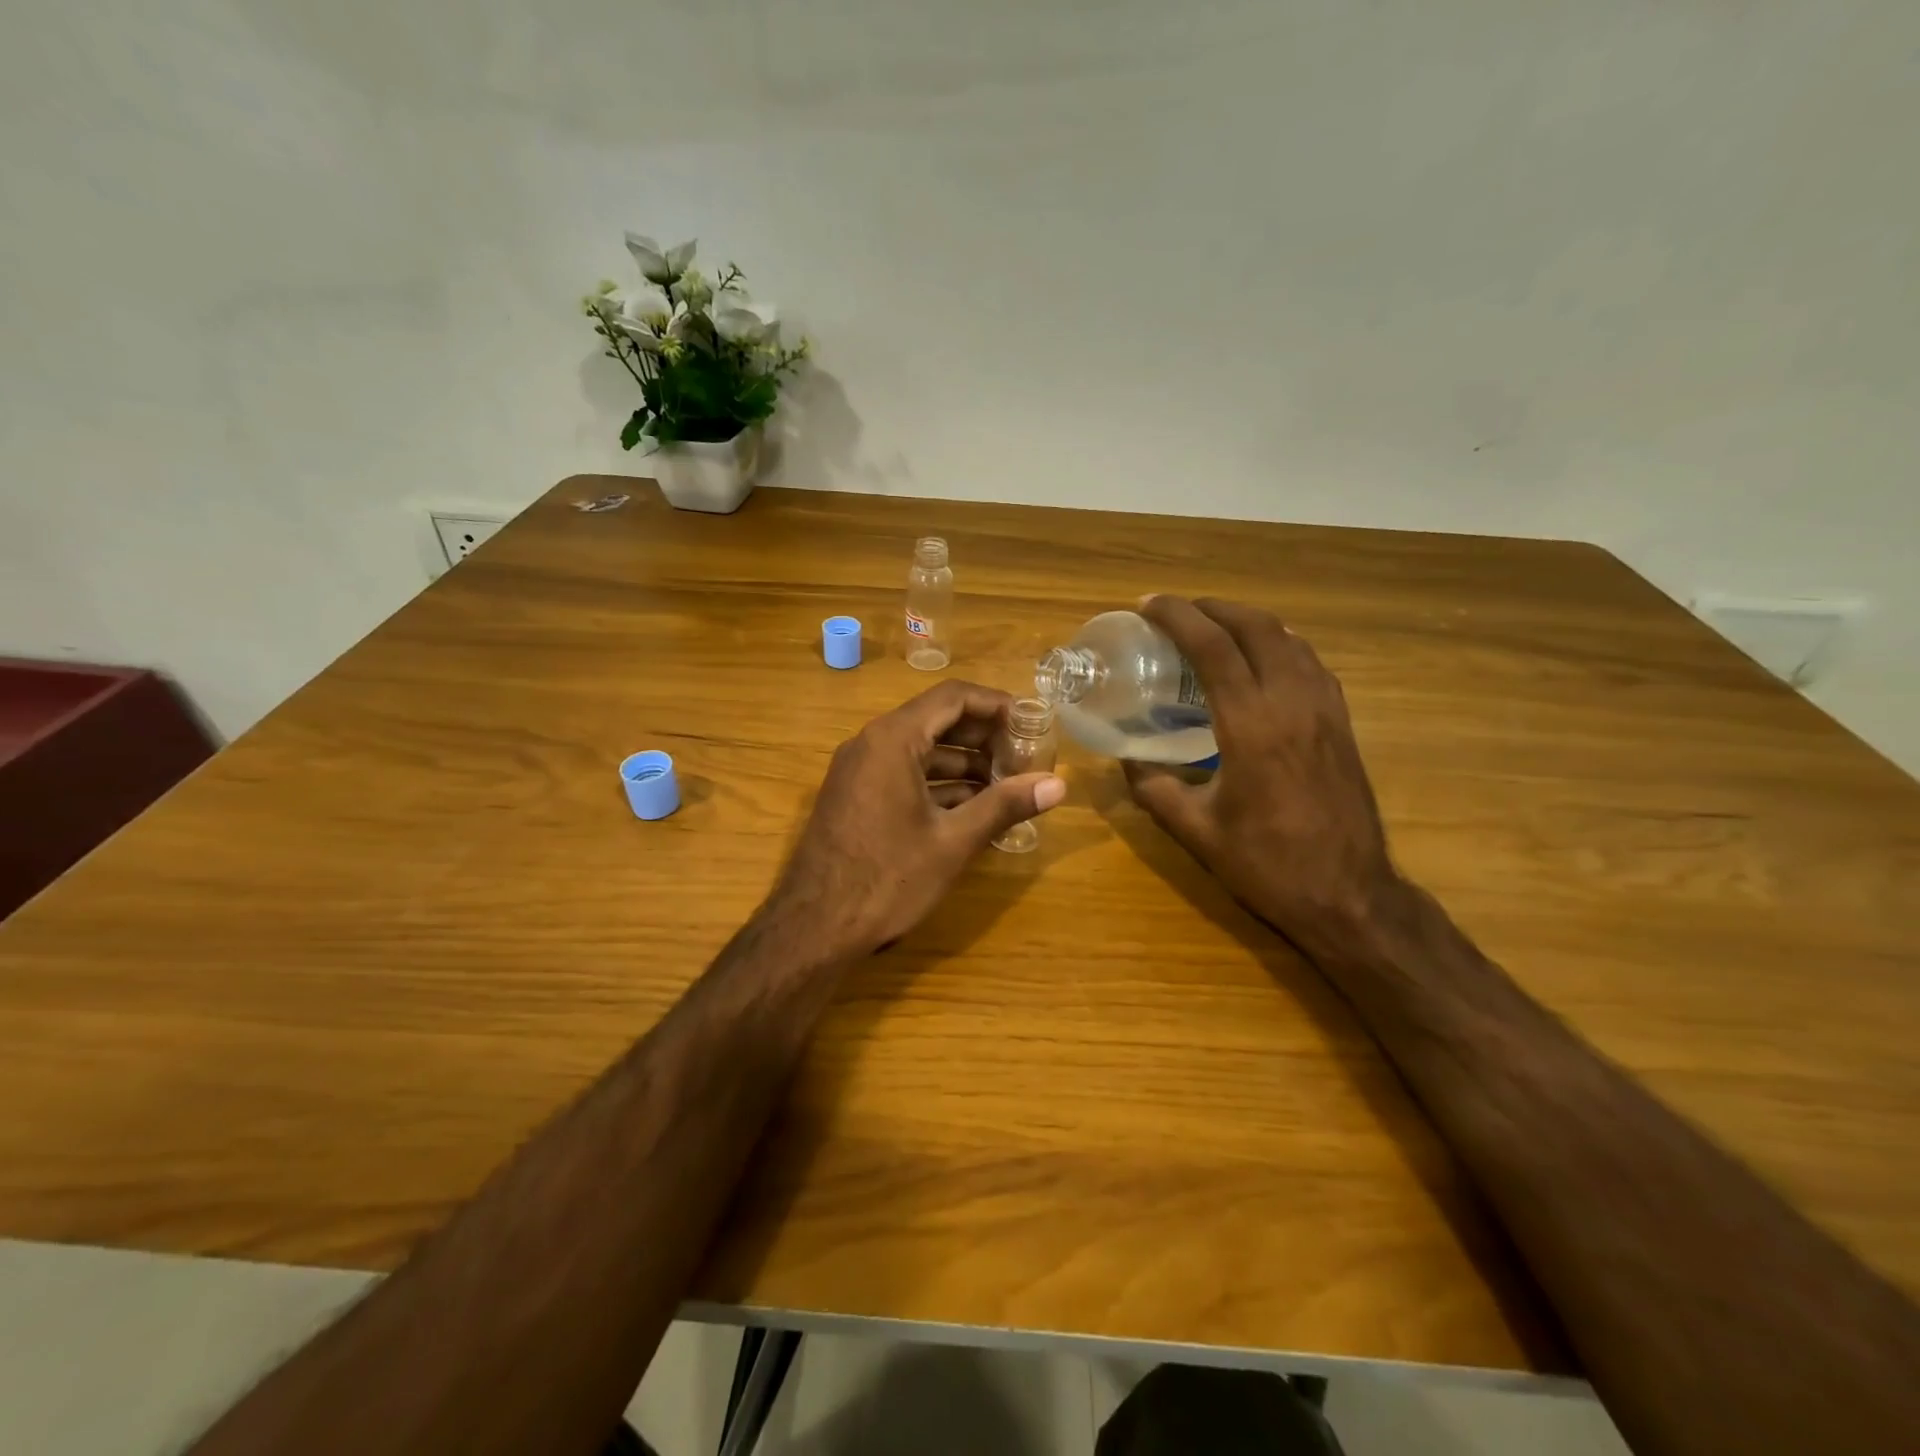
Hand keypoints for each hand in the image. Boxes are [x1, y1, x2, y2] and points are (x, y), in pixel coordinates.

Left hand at [765, 681, 1066, 959]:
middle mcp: (872, 743)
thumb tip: (1058, 785)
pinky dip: (939, 784)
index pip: (954, 697)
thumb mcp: (953, 841)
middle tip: (1025, 757)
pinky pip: (904, 774)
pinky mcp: (856, 796)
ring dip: (964, 763)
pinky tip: (972, 808)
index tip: (1032, 724)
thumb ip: (1005, 805)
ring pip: (921, 750)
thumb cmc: (887, 879)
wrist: (813, 928)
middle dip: (984, 736)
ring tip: (1007, 786)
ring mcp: (859, 770)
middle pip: (937, 720)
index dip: (998, 705)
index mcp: (893, 739)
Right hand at [1122, 597, 1400, 955]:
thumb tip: (1126, 761)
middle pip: (1255, 628)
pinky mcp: (1342, 723)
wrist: (1350, 896)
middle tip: (1178, 610)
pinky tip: (1263, 657)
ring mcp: (1324, 710)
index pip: (1213, 648)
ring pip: (1289, 639)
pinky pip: (1310, 662)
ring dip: (1248, 621)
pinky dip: (1280, 644)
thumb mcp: (1196, 832)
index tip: (1148, 606)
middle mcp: (1291, 704)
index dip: (1178, 617)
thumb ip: (1154, 790)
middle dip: (1213, 607)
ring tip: (1215, 625)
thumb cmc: (1267, 865)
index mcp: (1251, 726)